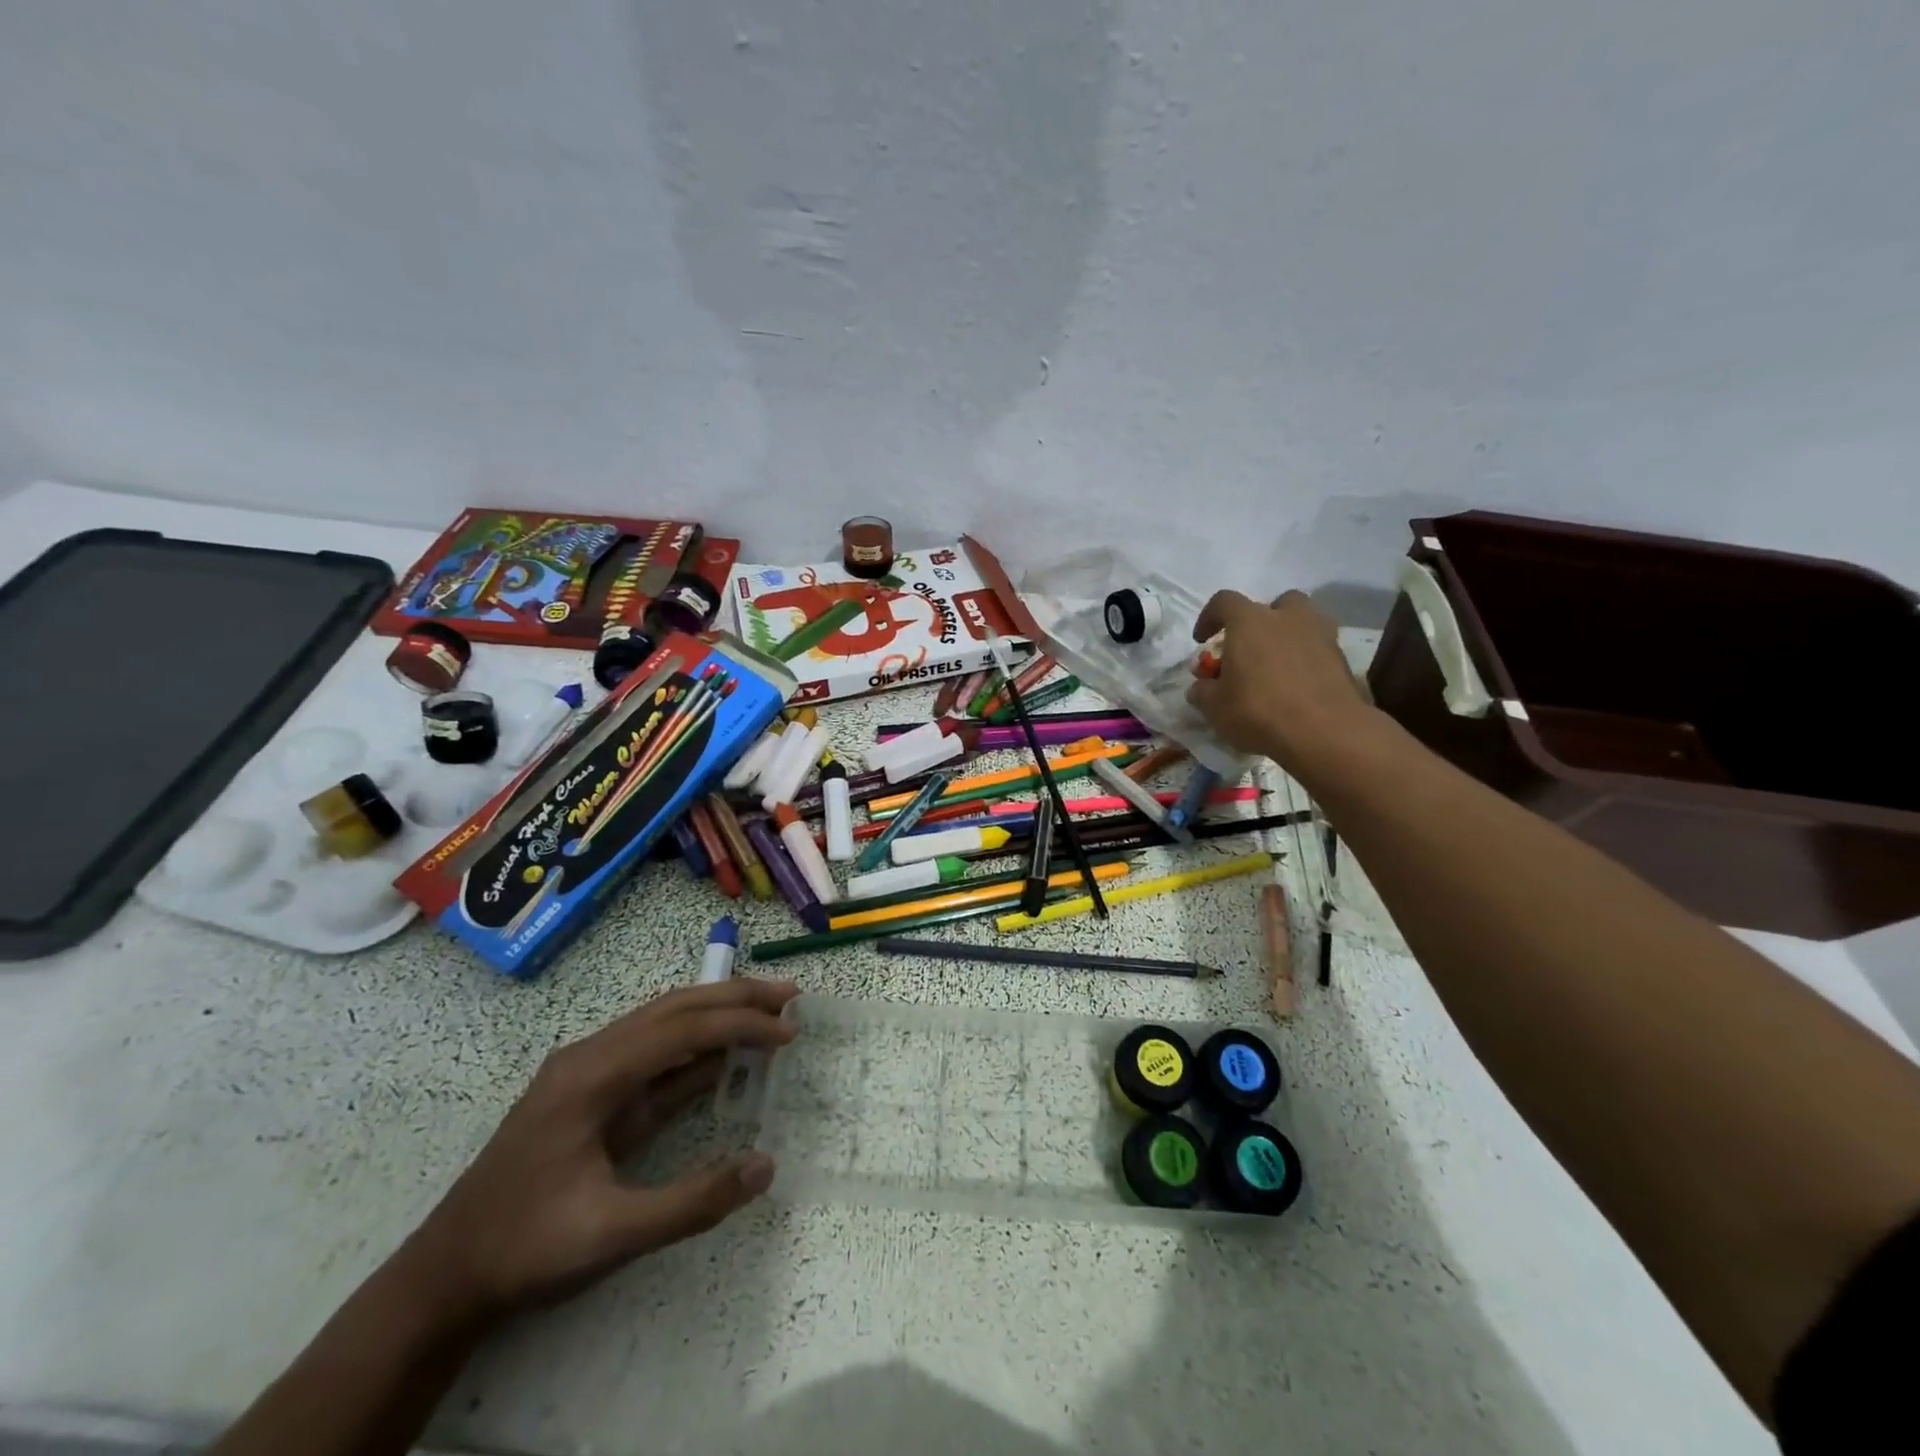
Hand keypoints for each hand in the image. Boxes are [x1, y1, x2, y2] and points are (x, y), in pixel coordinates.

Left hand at [398, 977, 799, 1324]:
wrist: (445, 1276)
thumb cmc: (524, 1248)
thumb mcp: (610, 1235)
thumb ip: (691, 1202)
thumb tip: (765, 1165)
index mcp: (591, 1075)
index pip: (681, 1029)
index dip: (740, 1023)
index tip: (789, 1030)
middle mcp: (592, 1055)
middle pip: (674, 1008)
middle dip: (735, 997)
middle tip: (790, 996)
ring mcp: (590, 1071)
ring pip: (665, 1023)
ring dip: (718, 1014)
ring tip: (770, 1013)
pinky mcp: (594, 1092)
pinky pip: (654, 1057)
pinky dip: (697, 1049)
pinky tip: (727, 1055)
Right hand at [1186, 590, 1371, 772]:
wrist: (1324, 732)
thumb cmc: (1258, 711)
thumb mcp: (1215, 707)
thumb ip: (1203, 691)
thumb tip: (1201, 687)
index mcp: (1250, 621)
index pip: (1224, 602)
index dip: (1209, 617)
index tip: (1202, 641)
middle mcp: (1287, 618)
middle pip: (1274, 604)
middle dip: (1261, 621)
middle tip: (1250, 649)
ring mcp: (1320, 635)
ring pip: (1303, 622)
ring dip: (1288, 637)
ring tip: (1276, 667)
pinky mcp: (1342, 659)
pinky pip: (1318, 649)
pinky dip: (1306, 661)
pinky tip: (1297, 687)